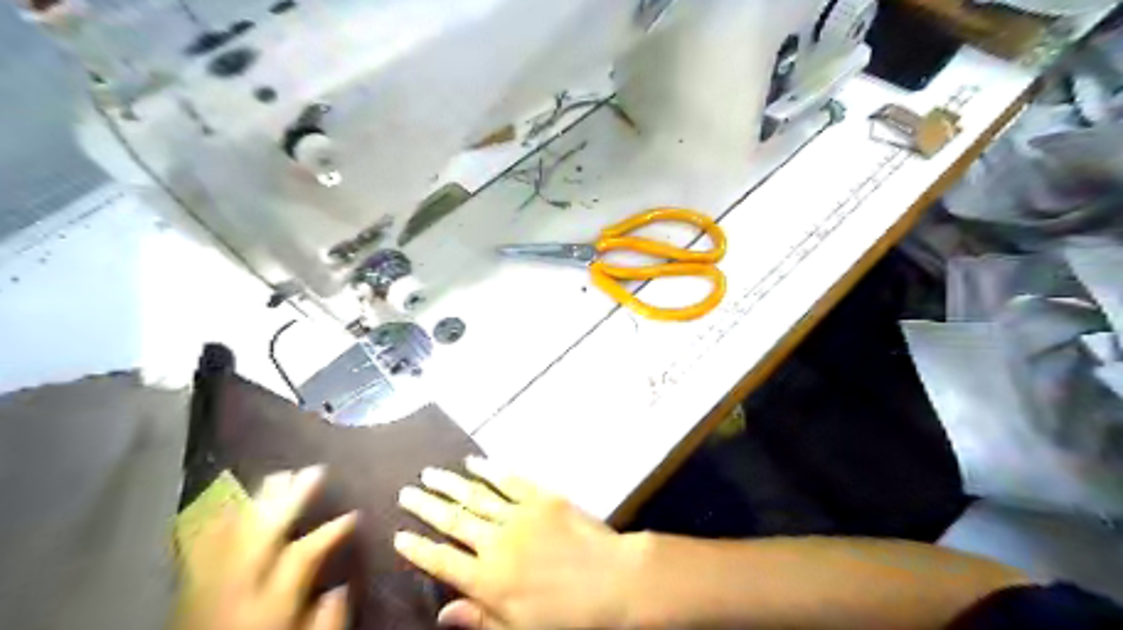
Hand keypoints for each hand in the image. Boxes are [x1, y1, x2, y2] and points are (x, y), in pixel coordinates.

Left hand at [170, 464, 357, 629]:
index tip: (353, 515)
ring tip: (280, 475)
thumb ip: (326, 621)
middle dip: (292, 498)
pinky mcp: (188, 587)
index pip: (304, 554)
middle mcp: (237, 585)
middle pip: (265, 531)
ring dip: (258, 500)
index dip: (331, 531)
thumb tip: (341, 589)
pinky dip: (216, 520)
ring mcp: (207, 583)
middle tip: (315, 470)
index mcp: (269, 602)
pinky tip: (229, 502)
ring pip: (234, 532)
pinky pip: (199, 545)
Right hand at [394, 457, 639, 629]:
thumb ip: (479, 619)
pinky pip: (510, 480)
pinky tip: (474, 462)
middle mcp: (495, 542)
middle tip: (406, 492)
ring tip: (429, 473)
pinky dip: (490, 469)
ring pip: (475, 496)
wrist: (613, 580)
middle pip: (452, 521)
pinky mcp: (541, 497)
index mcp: (487, 579)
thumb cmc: (568, 616)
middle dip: (426, 506)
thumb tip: (443, 612)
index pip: (441, 560)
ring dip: (450, 484)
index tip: (398, 535)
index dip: (417, 549)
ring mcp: (518, 515)